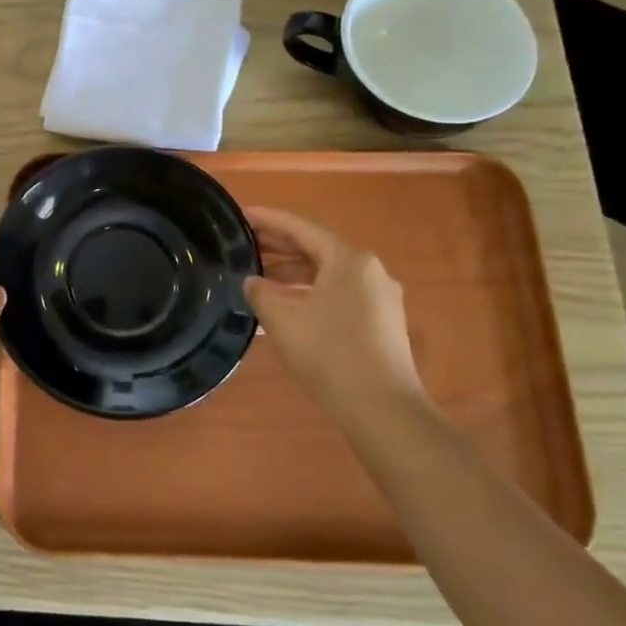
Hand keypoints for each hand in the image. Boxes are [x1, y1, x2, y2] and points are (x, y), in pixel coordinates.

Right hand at [242, 207, 425, 422]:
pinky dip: (310, 292)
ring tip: (259, 279)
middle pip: (316, 248)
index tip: (241, 215)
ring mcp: (380, 298)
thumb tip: (253, 282)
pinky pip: (338, 294)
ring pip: (327, 273)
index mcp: (348, 258)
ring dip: (293, 273)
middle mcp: (369, 270)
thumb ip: (260, 291)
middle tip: (244, 244)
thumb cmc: (330, 353)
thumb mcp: (282, 318)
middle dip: (279, 246)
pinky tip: (287, 308)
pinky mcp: (382, 323)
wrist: (384, 411)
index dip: (267, 220)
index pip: (300, 227)